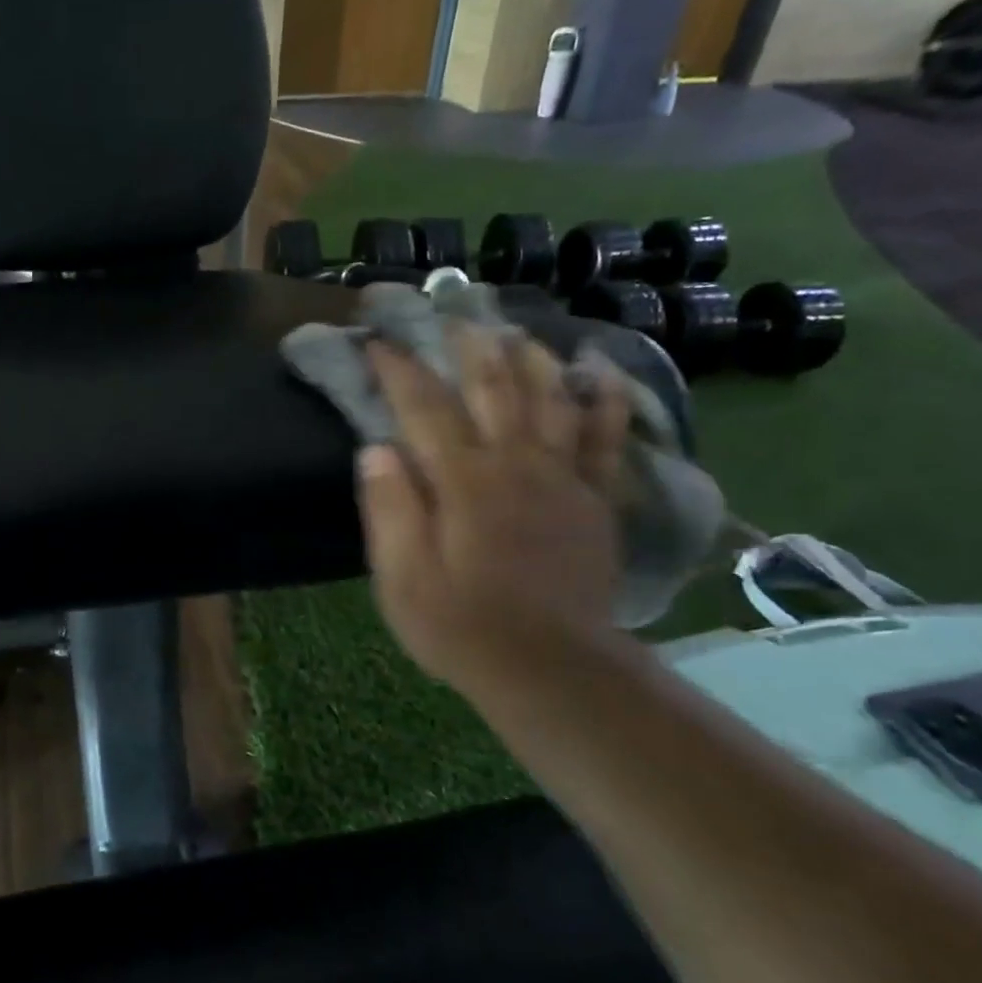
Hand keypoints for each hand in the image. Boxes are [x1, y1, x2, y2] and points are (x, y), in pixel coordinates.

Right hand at [358, 326, 629, 690]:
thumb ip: (391, 509)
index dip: (398, 369)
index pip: (423, 407)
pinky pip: (605, 438)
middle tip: (450, 315)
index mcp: (461, 481)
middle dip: (467, 345)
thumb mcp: (401, 578)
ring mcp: (562, 478)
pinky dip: (603, 400)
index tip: (377, 341)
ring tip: (514, 330)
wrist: (549, 667)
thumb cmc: (460, 625)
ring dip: (531, 357)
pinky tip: (599, 372)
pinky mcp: (594, 499)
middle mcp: (514, 464)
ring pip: (550, 398)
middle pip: (492, 386)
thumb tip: (375, 449)